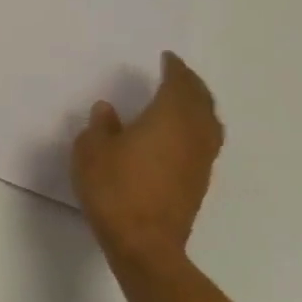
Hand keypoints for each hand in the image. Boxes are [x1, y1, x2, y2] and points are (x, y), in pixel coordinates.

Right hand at [71, 52, 224, 270]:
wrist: (144, 243)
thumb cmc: (114, 189)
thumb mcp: (91, 152)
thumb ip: (101, 127)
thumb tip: (108, 110)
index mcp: (168, 119)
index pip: (178, 85)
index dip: (174, 69)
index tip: (167, 58)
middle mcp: (192, 134)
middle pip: (201, 101)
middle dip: (192, 84)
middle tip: (179, 73)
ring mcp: (200, 161)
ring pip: (210, 123)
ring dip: (200, 106)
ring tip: (185, 100)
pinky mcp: (199, 182)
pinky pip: (205, 142)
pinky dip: (197, 127)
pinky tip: (180, 134)